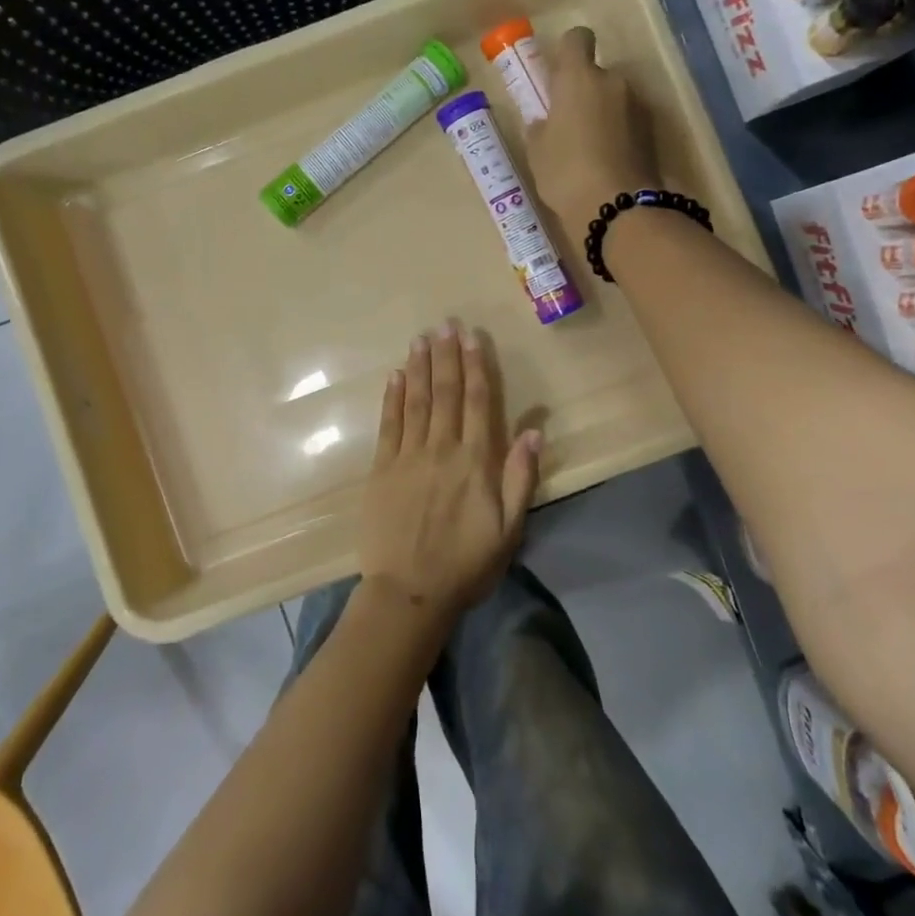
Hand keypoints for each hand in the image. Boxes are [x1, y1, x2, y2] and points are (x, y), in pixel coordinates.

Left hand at [358, 323, 541, 619]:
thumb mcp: (508, 528)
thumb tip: (533, 431)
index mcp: (474, 461)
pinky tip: (395, 376)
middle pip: (444, 393)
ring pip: (415, 401)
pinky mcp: (381, 469)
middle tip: (445, 324)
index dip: (476, 367)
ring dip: (419, 367)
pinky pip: (388, 425)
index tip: (473, 337)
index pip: (477, 403)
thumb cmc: (466, 563)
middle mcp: (440, 449)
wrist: (409, 591)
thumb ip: (520, 477)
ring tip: (421, 338)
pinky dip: (392, 398)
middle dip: (446, 356)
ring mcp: (406, 456)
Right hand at [522, 26, 660, 246]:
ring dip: (602, 114)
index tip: (558, 76)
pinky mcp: (652, 132)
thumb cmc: (565, 172)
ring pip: (614, 99)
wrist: (617, 208)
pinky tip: (605, 163)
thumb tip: (545, 121)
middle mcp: (612, 82)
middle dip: (584, 93)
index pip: (577, 39)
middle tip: (567, 125)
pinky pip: (627, 123)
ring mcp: (637, 106)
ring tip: (587, 150)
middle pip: (597, 74)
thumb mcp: (537, 153)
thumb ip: (539, 128)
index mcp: (578, 78)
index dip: (567, 52)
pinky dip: (618, 134)